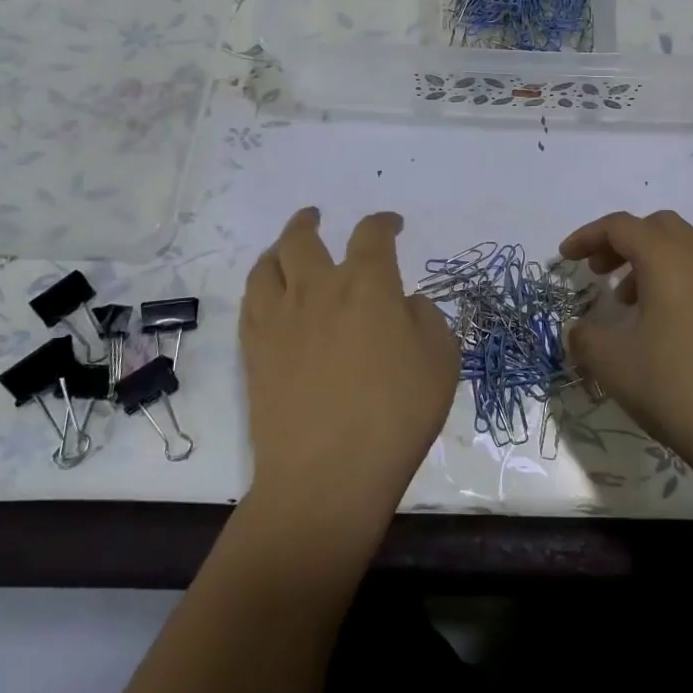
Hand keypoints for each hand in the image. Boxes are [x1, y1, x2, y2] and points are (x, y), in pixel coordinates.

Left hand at [240, 208, 456, 534]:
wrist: (326, 476)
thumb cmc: (395, 416)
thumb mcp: (442, 361)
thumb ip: (427, 319)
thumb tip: (405, 305)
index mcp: (368, 285)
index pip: (373, 234)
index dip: (384, 222)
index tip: (393, 225)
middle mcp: (318, 289)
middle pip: (303, 238)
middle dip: (310, 221)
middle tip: (317, 216)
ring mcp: (279, 319)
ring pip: (268, 264)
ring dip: (279, 248)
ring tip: (286, 249)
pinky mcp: (254, 350)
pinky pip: (250, 301)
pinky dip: (262, 285)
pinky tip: (270, 294)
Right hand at [560, 210, 692, 471]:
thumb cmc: (672, 386)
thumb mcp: (613, 363)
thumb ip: (585, 337)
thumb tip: (577, 331)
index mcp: (668, 259)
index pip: (621, 226)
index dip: (587, 236)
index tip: (565, 258)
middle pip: (656, 226)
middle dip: (622, 242)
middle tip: (599, 272)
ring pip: (683, 246)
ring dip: (650, 260)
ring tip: (627, 301)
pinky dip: (676, 278)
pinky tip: (663, 320)